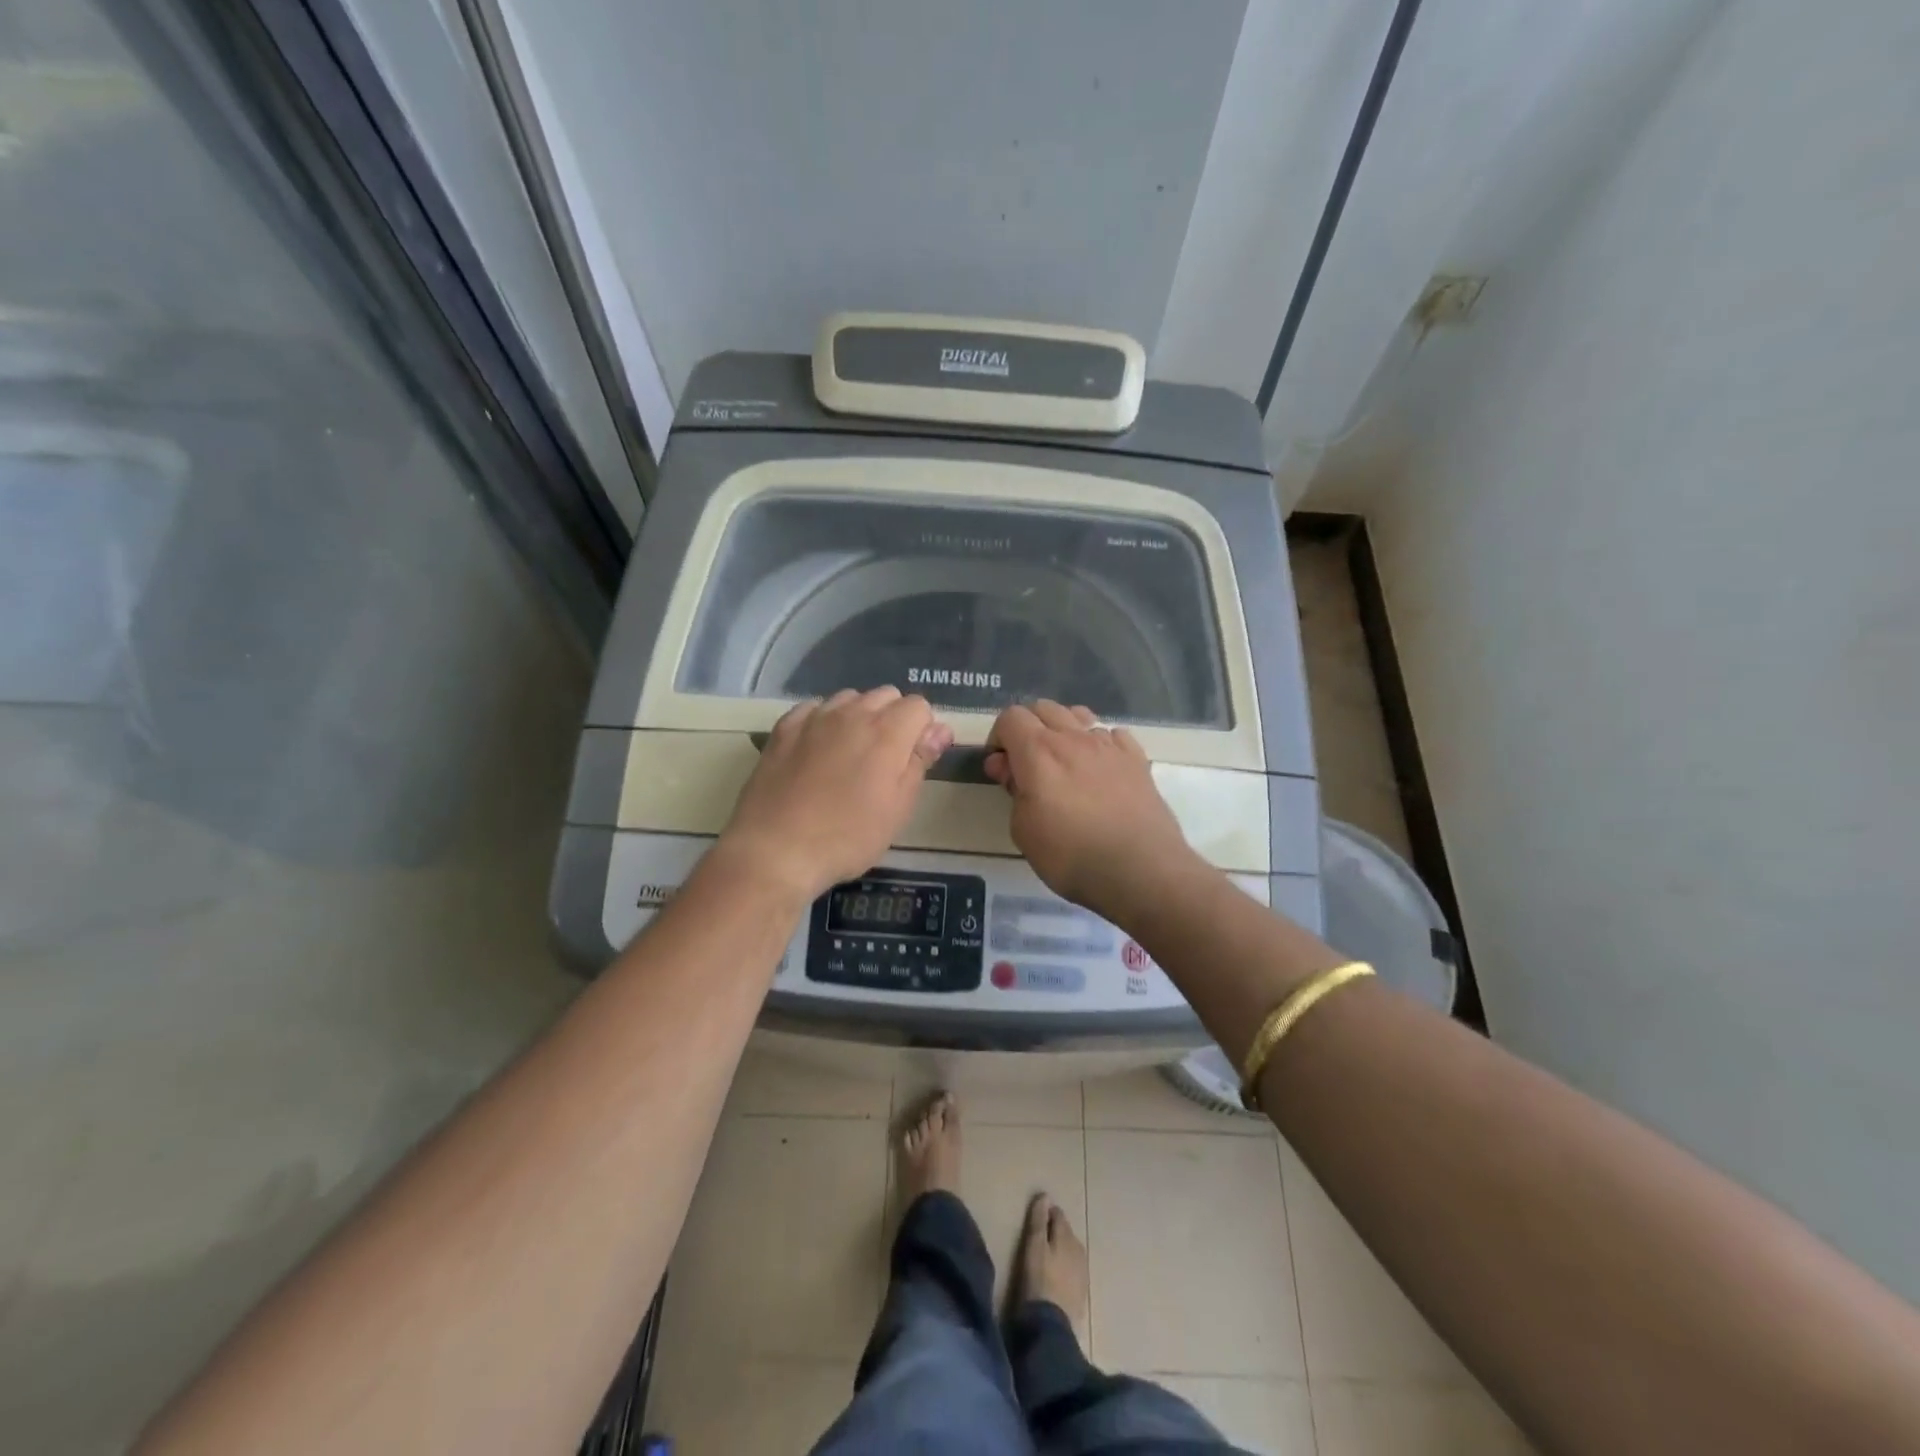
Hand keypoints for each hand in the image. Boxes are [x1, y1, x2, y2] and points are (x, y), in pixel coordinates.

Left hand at [716, 688, 953, 904]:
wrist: (775, 849)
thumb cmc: (847, 837)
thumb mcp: (898, 808)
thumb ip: (919, 761)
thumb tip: (939, 729)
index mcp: (887, 732)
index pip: (919, 706)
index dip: (923, 729)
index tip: (915, 759)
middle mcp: (852, 713)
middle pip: (885, 695)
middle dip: (893, 718)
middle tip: (885, 760)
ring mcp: (814, 718)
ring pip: (849, 698)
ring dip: (858, 716)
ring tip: (851, 754)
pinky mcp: (784, 729)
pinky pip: (814, 709)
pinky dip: (824, 720)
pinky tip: (818, 749)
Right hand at [983, 701, 1196, 924]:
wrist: (1141, 871)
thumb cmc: (1072, 856)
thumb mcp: (1024, 831)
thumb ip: (1014, 791)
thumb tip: (1009, 768)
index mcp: (1038, 752)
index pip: (1010, 717)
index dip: (998, 738)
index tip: (1000, 768)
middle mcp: (1073, 738)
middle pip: (1044, 708)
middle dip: (1028, 728)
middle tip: (1027, 765)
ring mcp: (1109, 745)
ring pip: (1079, 715)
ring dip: (1064, 729)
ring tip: (1064, 762)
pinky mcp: (1137, 759)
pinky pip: (1112, 733)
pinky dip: (1099, 743)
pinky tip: (1100, 769)